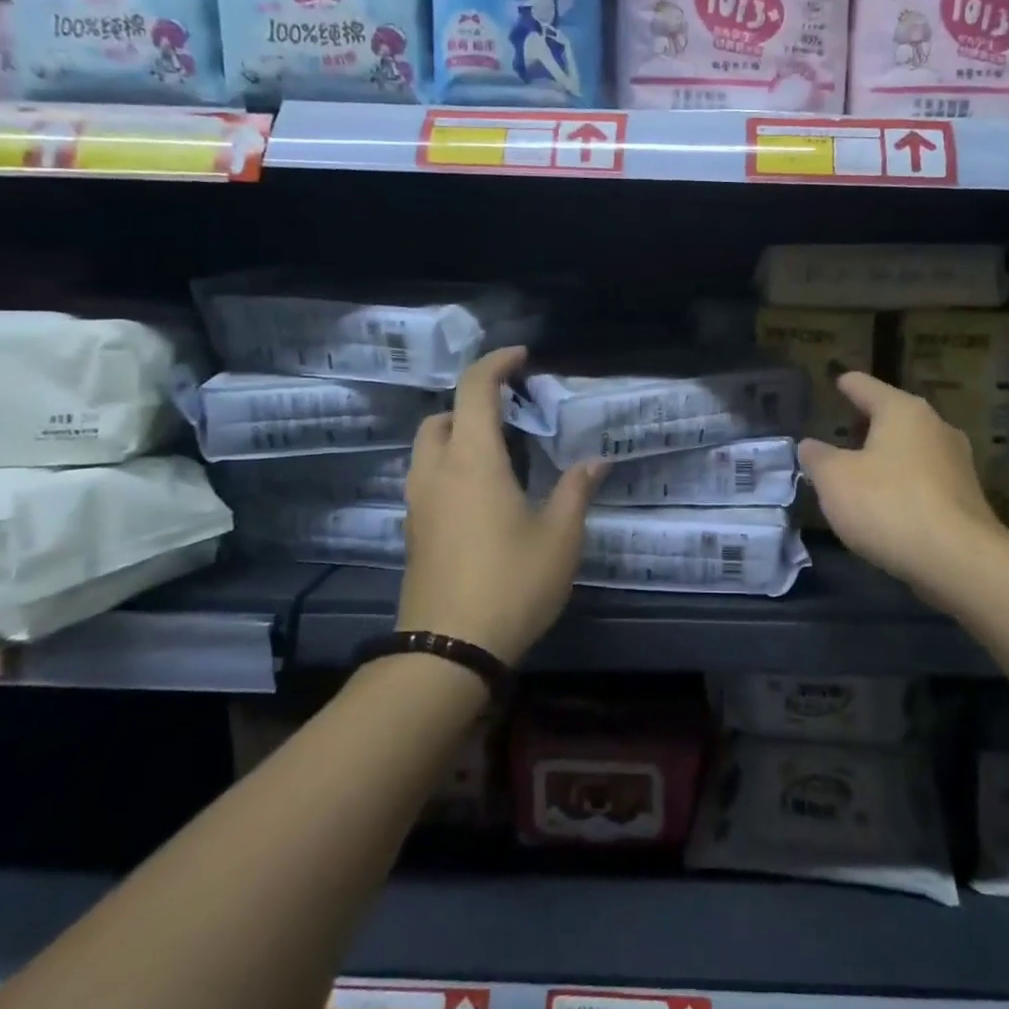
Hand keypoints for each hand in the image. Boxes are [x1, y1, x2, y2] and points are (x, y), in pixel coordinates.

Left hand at [399, 347, 605, 664]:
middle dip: (472, 404)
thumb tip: (595, 462)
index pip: (474, 390)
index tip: (522, 357)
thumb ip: (576, 491)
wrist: (448, 651)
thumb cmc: (511, 582)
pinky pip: (427, 479)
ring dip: (457, 435)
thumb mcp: (560, 537)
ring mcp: (418, 504)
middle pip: (441, 416)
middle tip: (511, 415)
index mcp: (473, 460)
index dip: (496, 363)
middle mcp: (437, 472)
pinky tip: (484, 497)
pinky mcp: (413, 532)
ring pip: (428, 449)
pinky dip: (450, 467)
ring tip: (500, 455)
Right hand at [798, 371, 1008, 606]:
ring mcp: (957, 463)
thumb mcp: (834, 480)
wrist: (959, 561)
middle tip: (843, 432)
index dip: (848, 384)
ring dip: (887, 456)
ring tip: (861, 471)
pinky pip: (925, 480)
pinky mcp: (966, 498)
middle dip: (868, 424)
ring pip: (912, 449)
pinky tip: (888, 503)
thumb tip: (810, 446)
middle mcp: (935, 427)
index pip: (866, 386)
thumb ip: (818, 458)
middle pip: (894, 416)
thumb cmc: (888, 505)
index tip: (839, 381)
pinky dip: (904, 483)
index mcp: (902, 411)